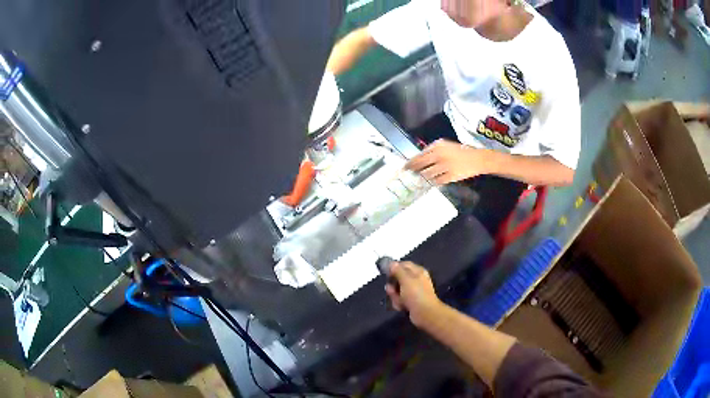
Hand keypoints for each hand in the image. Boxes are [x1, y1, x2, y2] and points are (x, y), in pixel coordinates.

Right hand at [385, 261, 442, 326]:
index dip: (394, 268)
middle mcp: (416, 280)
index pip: (403, 265)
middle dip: (393, 286)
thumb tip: (391, 263)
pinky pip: (400, 300)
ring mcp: (413, 292)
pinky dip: (399, 303)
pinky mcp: (411, 301)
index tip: (386, 274)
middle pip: (398, 279)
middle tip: (393, 291)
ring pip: (397, 290)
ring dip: (395, 296)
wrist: (425, 313)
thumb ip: (397, 270)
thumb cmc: (416, 294)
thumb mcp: (406, 279)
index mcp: (417, 271)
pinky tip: (402, 307)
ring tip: (400, 301)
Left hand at [405, 140, 488, 184]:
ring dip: (422, 177)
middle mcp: (440, 154)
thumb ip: (433, 150)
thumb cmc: (461, 152)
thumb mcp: (446, 146)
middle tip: (407, 175)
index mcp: (438, 145)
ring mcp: (445, 166)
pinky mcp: (450, 176)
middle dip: (413, 170)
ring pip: (428, 174)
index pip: (420, 154)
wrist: (477, 159)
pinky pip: (437, 181)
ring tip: (418, 180)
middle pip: (421, 164)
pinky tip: (430, 183)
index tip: (404, 166)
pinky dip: (433, 182)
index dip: (411, 161)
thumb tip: (419, 158)